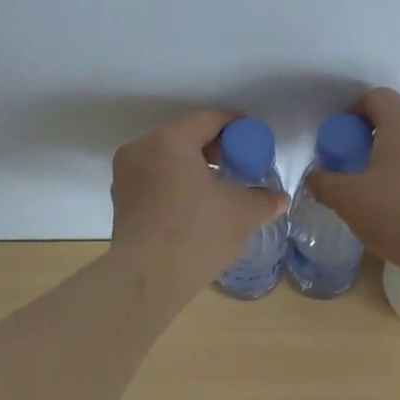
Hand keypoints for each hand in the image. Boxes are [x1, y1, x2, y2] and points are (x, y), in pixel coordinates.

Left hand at [109, 109, 288, 294]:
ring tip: (217, 188)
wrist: (147, 280)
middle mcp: (141, 149)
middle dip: (213, 148)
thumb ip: (264, 199)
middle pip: (184, 136)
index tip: (253, 139)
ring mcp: (125, 176)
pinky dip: (174, 183)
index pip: (208, 119)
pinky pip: (154, 179)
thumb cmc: (197, 234)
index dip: (235, 126)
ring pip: (166, 159)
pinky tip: (194, 206)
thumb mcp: (242, 213)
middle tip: (237, 165)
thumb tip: (279, 199)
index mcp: (169, 140)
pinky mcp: (120, 201)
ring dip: (192, 167)